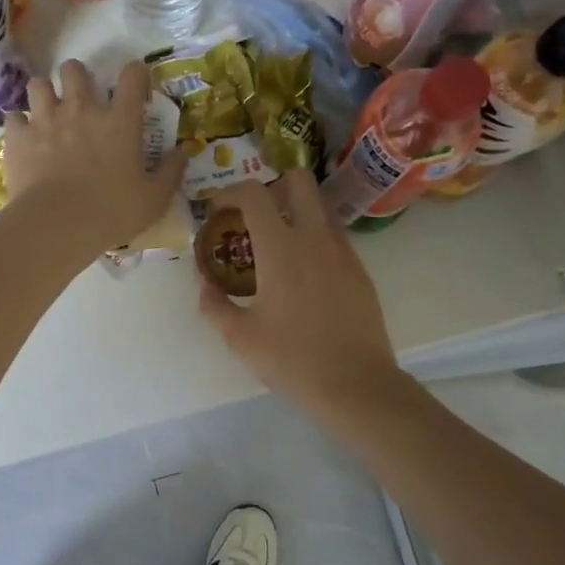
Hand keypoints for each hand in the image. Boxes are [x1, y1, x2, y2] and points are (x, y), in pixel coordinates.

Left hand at [3, 59, 186, 260]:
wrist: (57, 226)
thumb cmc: (112, 212)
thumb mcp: (154, 198)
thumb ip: (171, 172)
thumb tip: (183, 152)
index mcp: (120, 120)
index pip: (132, 75)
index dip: (135, 74)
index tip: (136, 88)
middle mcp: (82, 109)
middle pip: (75, 68)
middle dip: (78, 78)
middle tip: (81, 99)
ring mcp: (46, 119)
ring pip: (39, 83)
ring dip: (45, 94)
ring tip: (48, 112)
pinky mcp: (19, 137)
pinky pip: (14, 117)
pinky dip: (20, 125)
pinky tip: (25, 138)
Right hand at [198, 172, 402, 411]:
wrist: (356, 384)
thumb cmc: (292, 360)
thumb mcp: (240, 338)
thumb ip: (215, 305)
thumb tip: (205, 284)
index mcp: (280, 249)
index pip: (254, 194)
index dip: (230, 192)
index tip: (218, 207)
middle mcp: (314, 238)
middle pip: (299, 181)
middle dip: (272, 184)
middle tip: (255, 213)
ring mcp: (343, 251)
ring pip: (321, 205)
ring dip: (296, 209)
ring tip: (278, 240)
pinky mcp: (360, 269)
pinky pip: (335, 234)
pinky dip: (315, 235)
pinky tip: (304, 269)